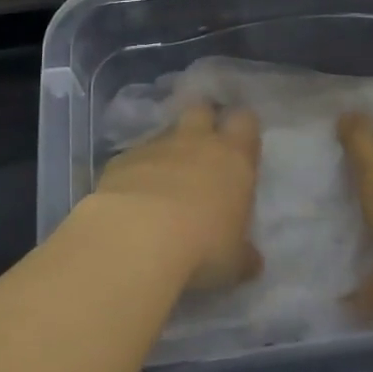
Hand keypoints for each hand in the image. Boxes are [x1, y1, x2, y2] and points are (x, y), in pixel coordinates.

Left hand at [94, 104, 262, 290]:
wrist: (138, 237)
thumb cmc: (202, 246)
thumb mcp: (234, 261)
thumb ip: (243, 255)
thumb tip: (252, 261)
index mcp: (233, 158)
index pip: (245, 122)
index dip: (242, 130)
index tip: (239, 146)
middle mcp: (195, 142)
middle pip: (201, 110)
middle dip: (202, 123)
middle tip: (201, 151)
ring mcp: (155, 147)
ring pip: (164, 134)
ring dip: (167, 153)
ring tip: (163, 185)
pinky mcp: (120, 160)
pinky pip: (133, 159)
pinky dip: (135, 173)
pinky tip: (131, 200)